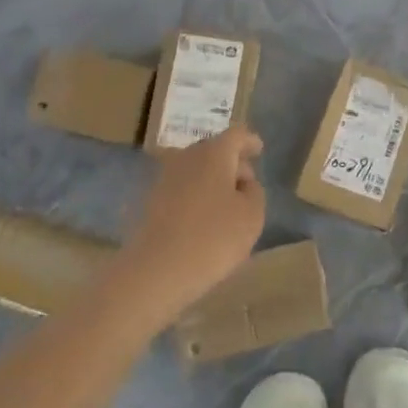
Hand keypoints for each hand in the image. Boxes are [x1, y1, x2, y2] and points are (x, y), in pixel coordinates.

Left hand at [118, 127, 265, 319]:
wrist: (155, 272)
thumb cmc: (213, 238)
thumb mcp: (252, 215)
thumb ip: (254, 191)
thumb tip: (243, 182)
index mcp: (214, 153)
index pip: (236, 135)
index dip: (250, 141)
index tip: (259, 149)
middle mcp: (186, 157)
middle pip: (213, 150)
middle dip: (231, 162)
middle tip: (246, 181)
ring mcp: (163, 179)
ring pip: (194, 170)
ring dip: (211, 180)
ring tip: (226, 204)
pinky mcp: (149, 203)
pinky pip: (180, 190)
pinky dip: (194, 197)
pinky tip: (202, 219)